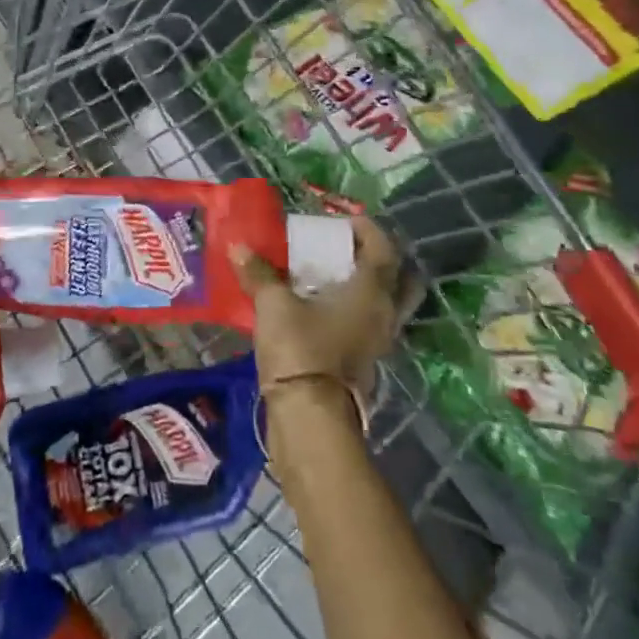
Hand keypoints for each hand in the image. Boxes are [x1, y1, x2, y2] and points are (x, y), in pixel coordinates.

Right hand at [231, 215, 404, 402]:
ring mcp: (377, 342)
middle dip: (380, 260)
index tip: (341, 220)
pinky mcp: (363, 363)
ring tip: (332, 277)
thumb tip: (238, 246)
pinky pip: (367, 326)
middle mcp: (383, 314)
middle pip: (401, 279)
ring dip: (367, 288)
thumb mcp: (274, 304)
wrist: (309, 418)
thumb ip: (259, 273)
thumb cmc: (301, 349)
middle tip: (349, 250)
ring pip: (386, 305)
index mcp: (371, 291)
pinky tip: (322, 309)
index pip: (383, 248)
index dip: (366, 228)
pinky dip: (353, 312)